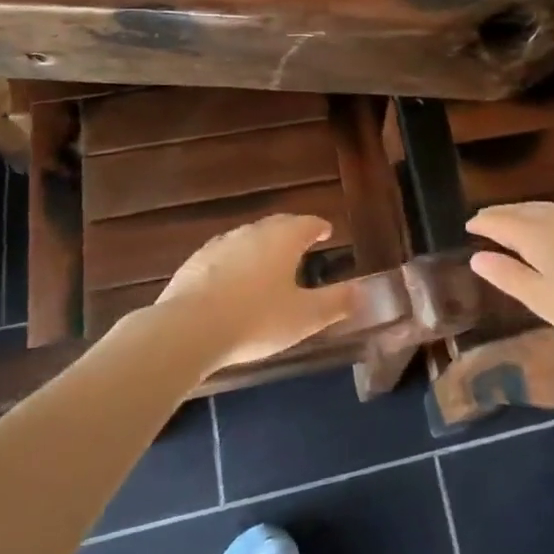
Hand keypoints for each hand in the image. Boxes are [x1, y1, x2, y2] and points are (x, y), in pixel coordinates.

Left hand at [159, 214, 353, 366]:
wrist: (189, 329)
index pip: (308, 223)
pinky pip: (223, 256)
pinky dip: (235, 263)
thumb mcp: (305, 317)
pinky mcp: (195, 262)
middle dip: (292, 232)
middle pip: (278, 225)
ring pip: (248, 238)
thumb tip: (364, 291)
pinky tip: (233, 283)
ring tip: (269, 265)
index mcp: (284, 238)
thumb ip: (337, 302)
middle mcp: (253, 232)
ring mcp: (220, 244)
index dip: (320, 227)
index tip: (327, 233)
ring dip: (262, 247)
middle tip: (301, 245)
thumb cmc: (257, 319)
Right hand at [467, 202, 553, 348]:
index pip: (502, 222)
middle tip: (486, 218)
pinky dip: (547, 217)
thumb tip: (476, 256)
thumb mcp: (544, 300)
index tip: (469, 224)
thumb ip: (509, 277)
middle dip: (502, 213)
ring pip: (546, 209)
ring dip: (525, 211)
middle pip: (524, 210)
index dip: (484, 222)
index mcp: (538, 236)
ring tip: (515, 219)